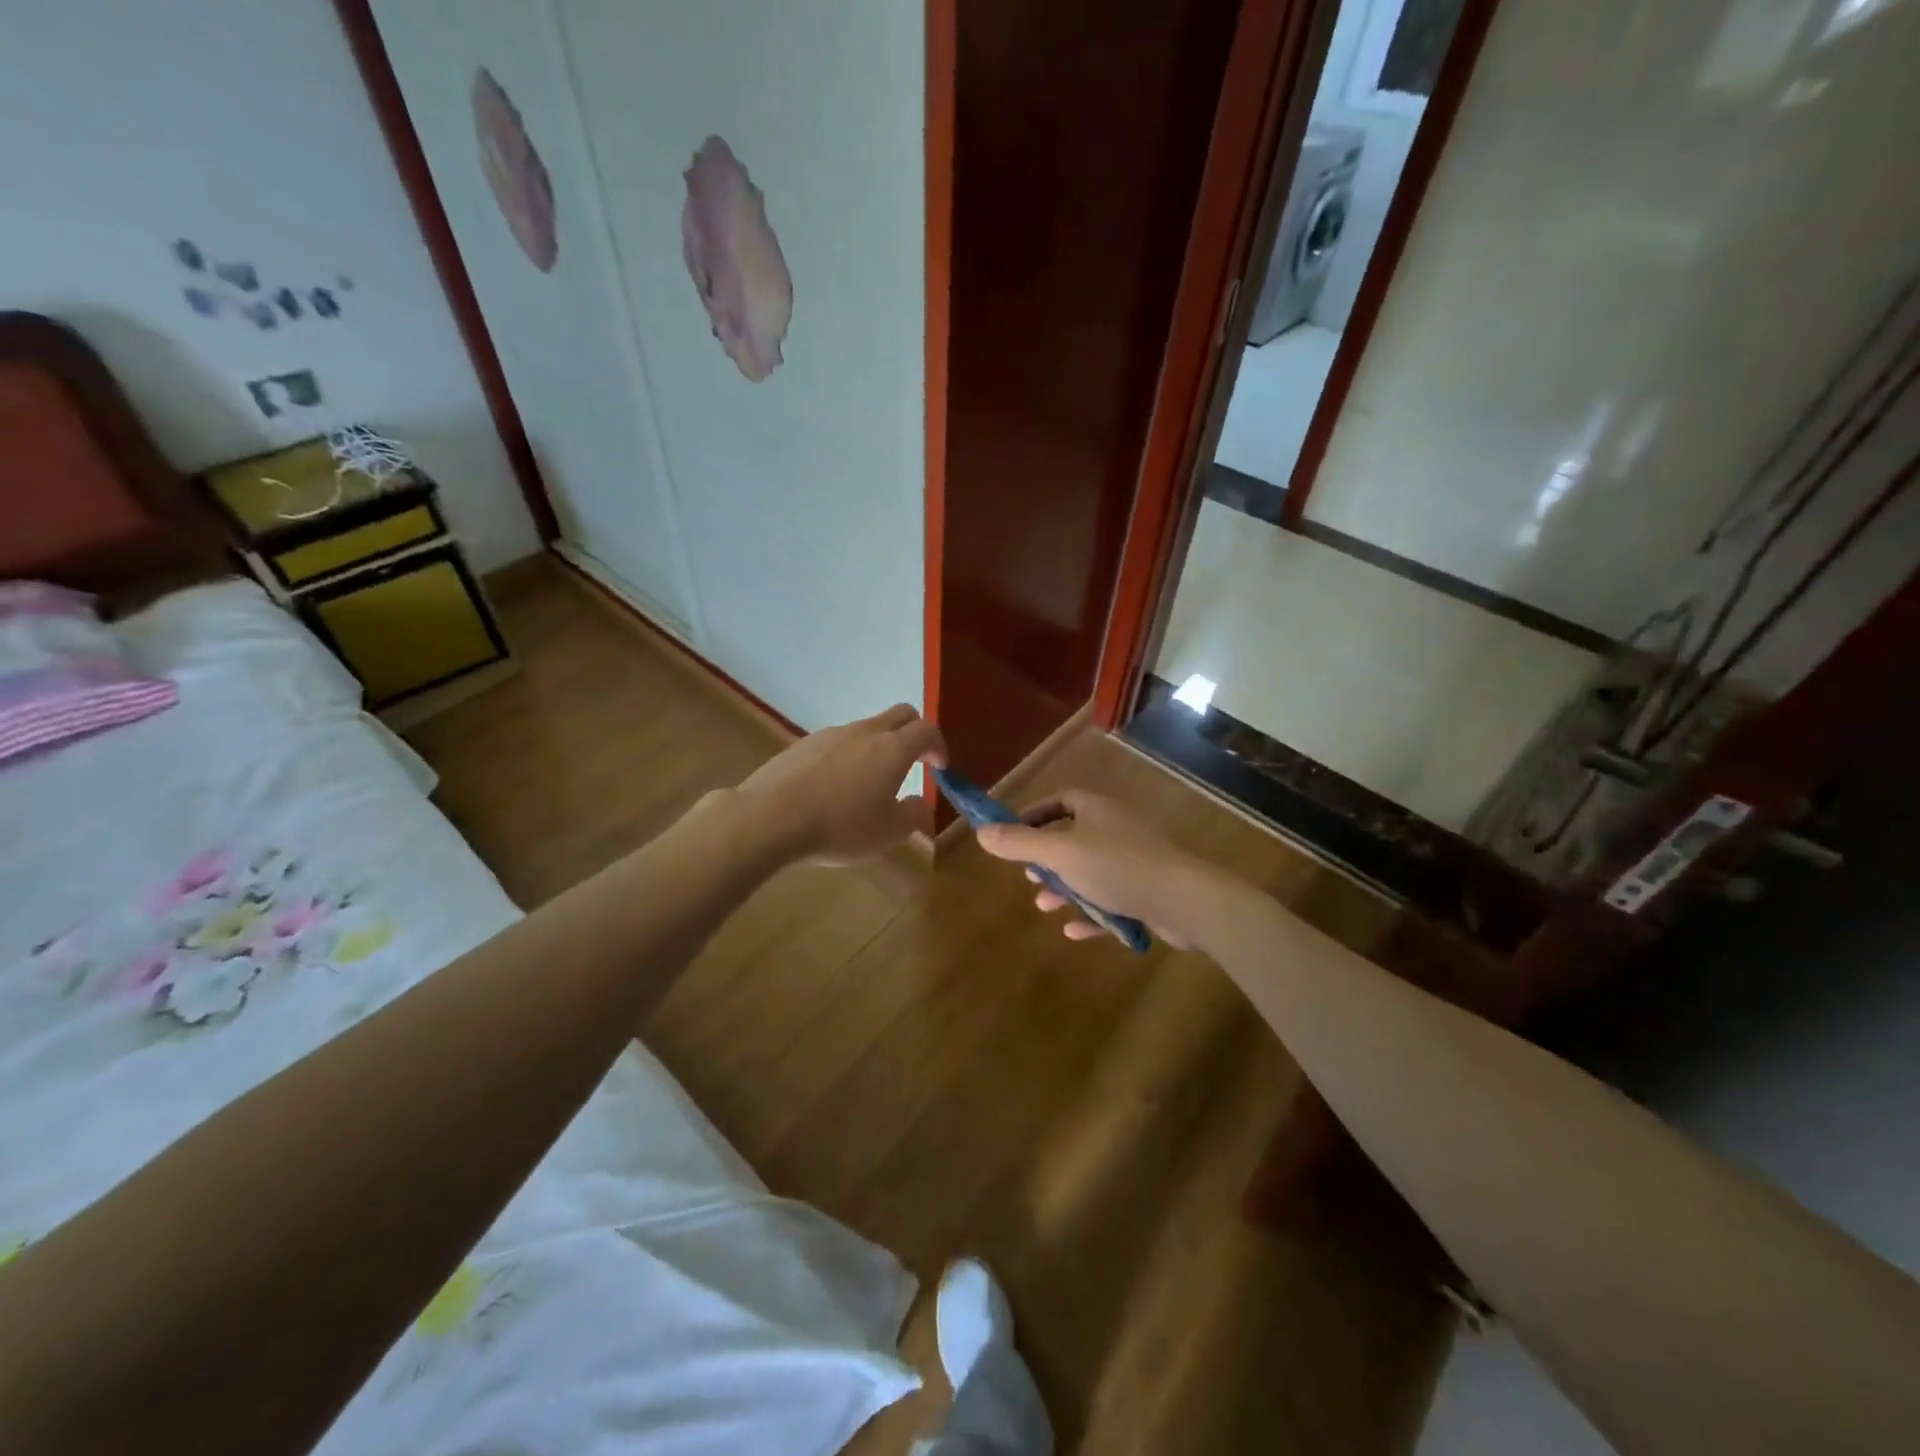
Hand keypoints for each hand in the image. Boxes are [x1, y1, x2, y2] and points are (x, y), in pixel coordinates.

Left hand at [734, 704, 946, 865]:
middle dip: (914, 732)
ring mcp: (831, 734)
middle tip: (915, 761)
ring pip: (866, 727)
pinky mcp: (803, 743)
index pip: (927, 730)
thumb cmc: (840, 826)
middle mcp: (865, 731)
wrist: (770, 818)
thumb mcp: (889, 832)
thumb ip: (913, 815)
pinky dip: (848, 754)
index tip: (940, 767)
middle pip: (900, 714)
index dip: (938, 746)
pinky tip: (834, 785)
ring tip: (870, 780)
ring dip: (878, 745)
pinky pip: (837, 741)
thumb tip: (921, 804)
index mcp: (893, 749)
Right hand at [975, 791, 1225, 948]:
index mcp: (1095, 810)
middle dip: (1046, 858)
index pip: (1058, 801)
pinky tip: (1074, 930)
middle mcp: (1114, 828)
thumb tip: (980, 832)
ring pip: (1090, 871)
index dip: (1033, 816)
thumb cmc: (1116, 866)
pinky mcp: (1145, 890)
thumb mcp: (1059, 854)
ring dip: (1065, 888)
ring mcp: (1132, 860)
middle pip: (1072, 837)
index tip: (1011, 835)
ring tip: (1044, 906)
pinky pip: (1111, 899)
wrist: (1182, 900)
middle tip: (1027, 876)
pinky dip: (1091, 912)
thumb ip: (1020, 844)